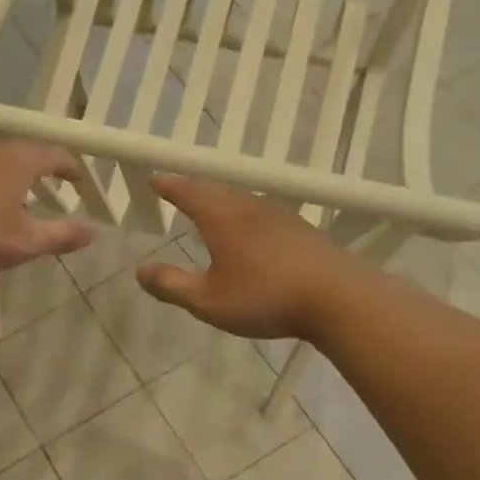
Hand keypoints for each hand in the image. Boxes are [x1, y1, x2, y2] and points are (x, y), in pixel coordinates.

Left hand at [0, 140, 92, 273]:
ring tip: (17, 195)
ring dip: (11, 174)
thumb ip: (61, 235)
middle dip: (41, 168)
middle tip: (52, 185)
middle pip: (24, 151)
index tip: (80, 180)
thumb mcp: (25, 241)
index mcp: (19, 160)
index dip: (71, 167)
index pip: (54, 154)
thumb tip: (93, 231)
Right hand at [138, 176, 348, 340]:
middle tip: (177, 190)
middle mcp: (249, 208)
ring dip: (220, 201)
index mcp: (223, 218)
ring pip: (241, 201)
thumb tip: (140, 271)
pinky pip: (261, 215)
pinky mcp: (302, 232)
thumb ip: (172, 285)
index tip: (154, 178)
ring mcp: (280, 217)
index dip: (169, 185)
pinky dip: (243, 216)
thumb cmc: (265, 297)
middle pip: (216, 191)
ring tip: (209, 209)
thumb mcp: (208, 300)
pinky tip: (249, 233)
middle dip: (193, 190)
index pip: (188, 192)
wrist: (339, 299)